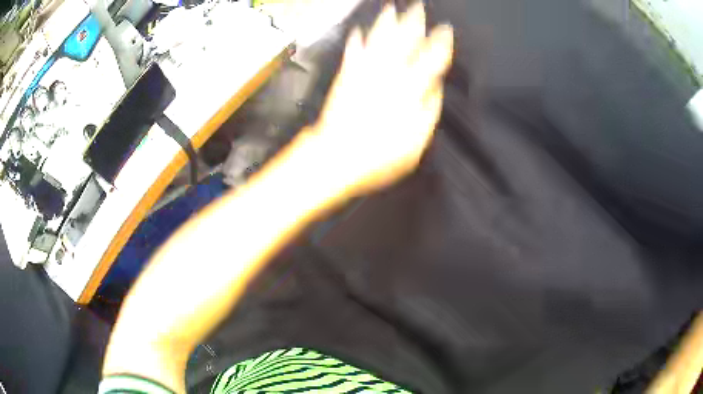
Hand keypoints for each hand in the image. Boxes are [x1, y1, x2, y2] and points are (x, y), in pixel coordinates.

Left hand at [312, 2, 452, 195]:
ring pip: (377, 42)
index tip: (446, 29)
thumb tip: (435, 89)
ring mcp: (363, 75)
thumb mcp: (415, 145)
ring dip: (386, 24)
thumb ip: (428, 112)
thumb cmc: (379, 157)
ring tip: (391, 9)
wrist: (335, 157)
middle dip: (413, 23)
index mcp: (409, 92)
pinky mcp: (345, 78)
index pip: (430, 60)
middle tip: (419, 7)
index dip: (440, 43)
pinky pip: (352, 54)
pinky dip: (356, 42)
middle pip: (403, 43)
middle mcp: (387, 76)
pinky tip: (358, 31)